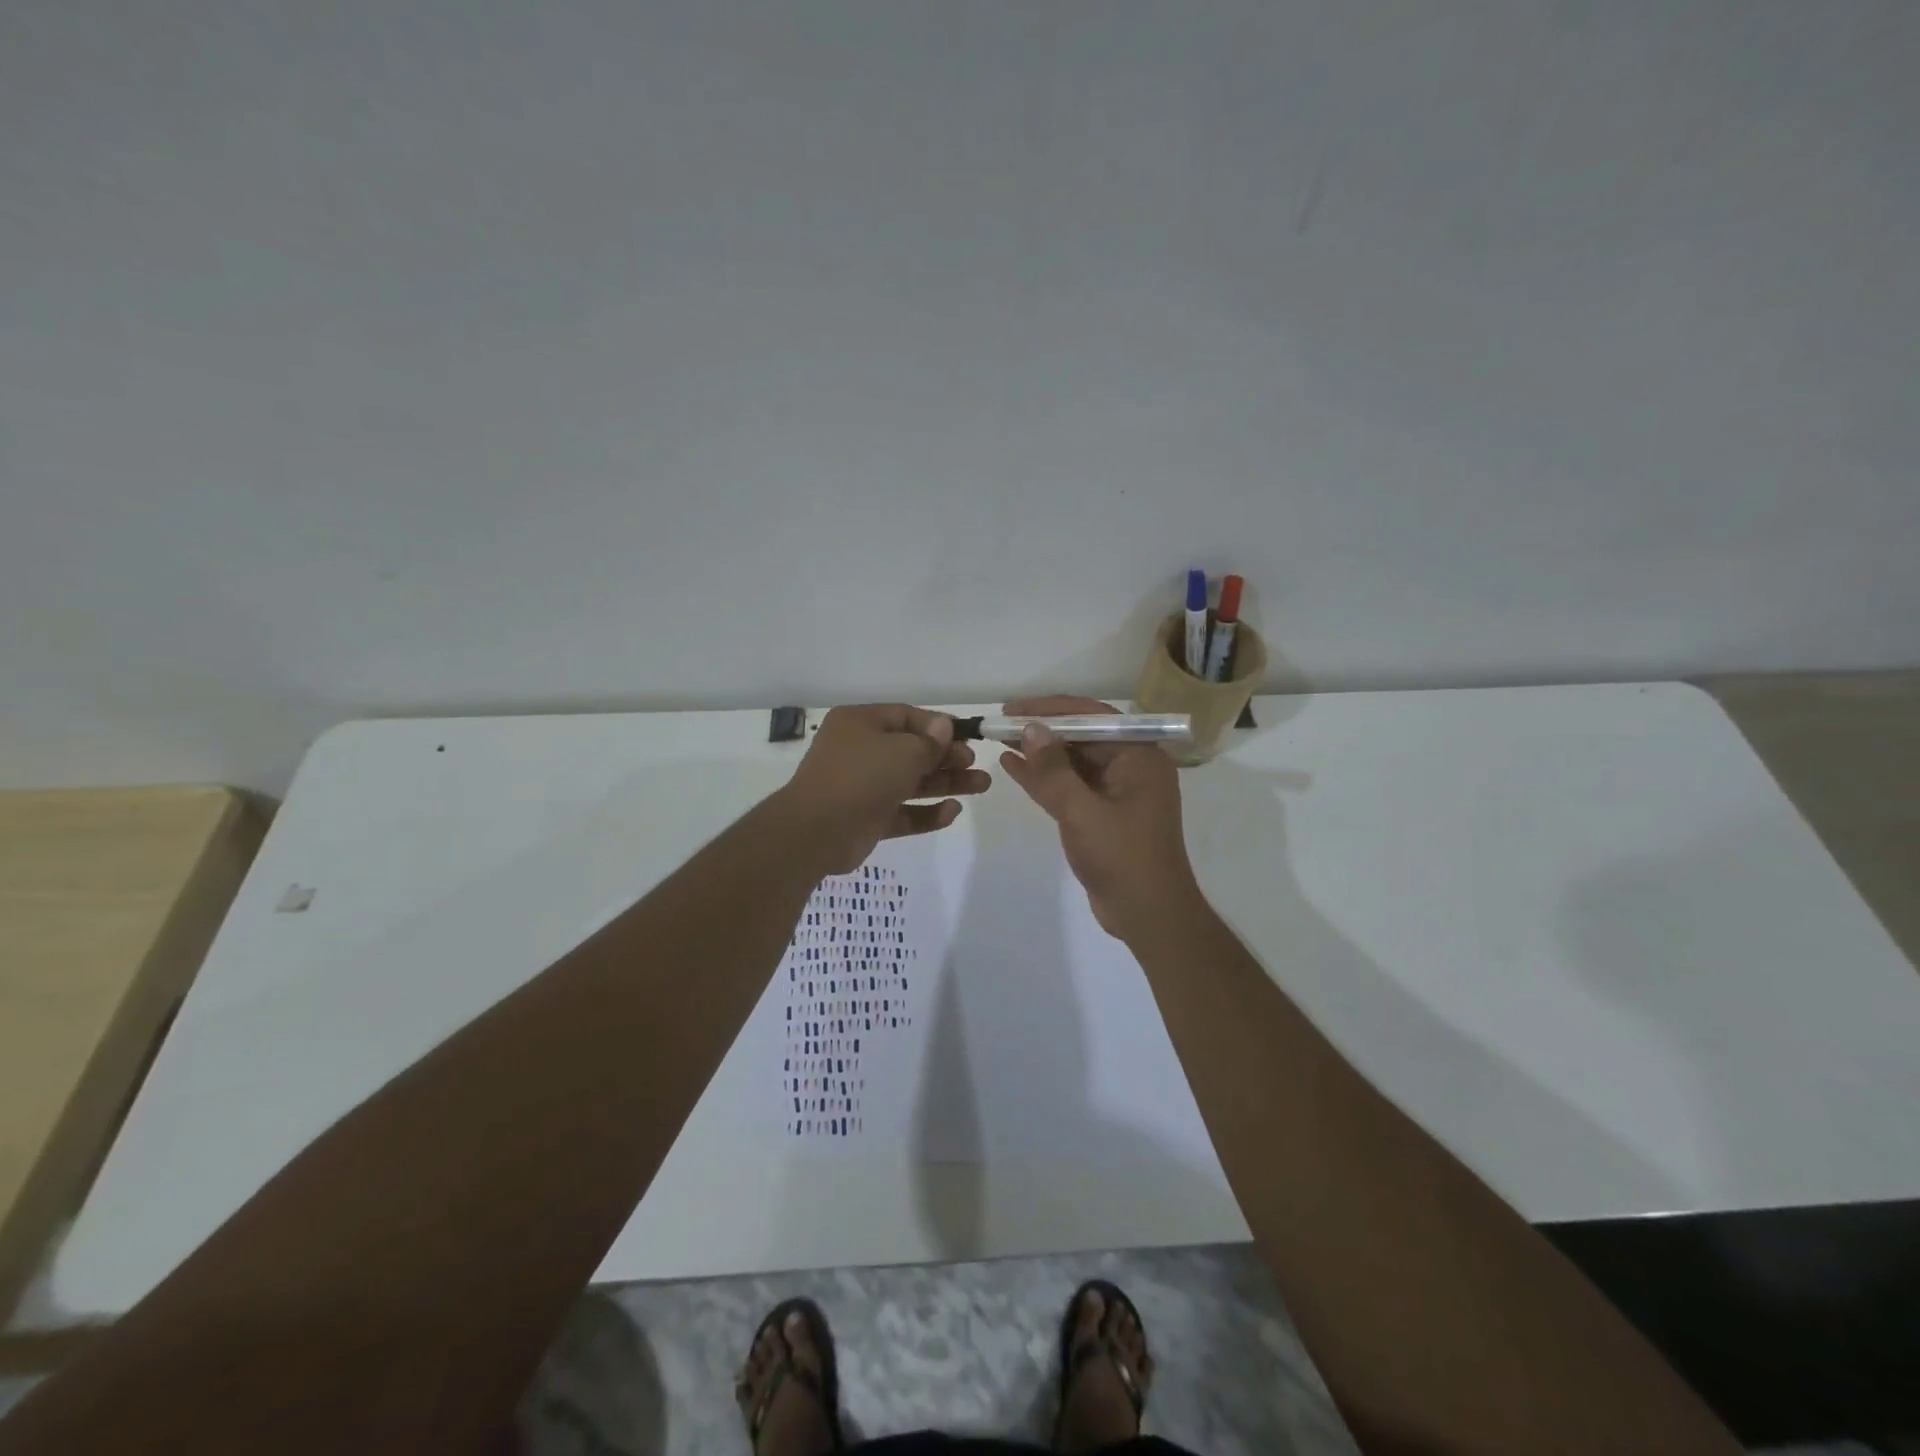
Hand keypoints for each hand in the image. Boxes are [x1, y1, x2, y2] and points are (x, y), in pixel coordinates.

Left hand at [778, 705, 990, 874]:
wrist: (817, 831)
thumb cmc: (862, 777)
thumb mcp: (904, 751)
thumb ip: (929, 742)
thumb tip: (944, 727)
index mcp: (861, 723)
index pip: (906, 717)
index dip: (938, 727)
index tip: (967, 738)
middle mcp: (860, 751)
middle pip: (911, 751)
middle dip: (947, 758)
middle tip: (975, 764)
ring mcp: (862, 786)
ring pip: (911, 782)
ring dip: (945, 784)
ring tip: (982, 786)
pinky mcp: (867, 818)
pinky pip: (902, 812)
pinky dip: (926, 812)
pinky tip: (953, 812)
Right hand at [997, 696, 1202, 941]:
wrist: (1148, 916)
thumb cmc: (1123, 858)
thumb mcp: (1083, 812)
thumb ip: (1054, 771)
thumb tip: (1030, 729)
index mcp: (1139, 756)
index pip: (1092, 717)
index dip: (1051, 709)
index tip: (1014, 709)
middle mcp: (1130, 767)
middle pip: (1081, 737)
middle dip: (1042, 730)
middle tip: (1001, 724)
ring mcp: (1116, 792)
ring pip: (1072, 762)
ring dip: (1038, 753)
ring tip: (1000, 740)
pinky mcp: (1101, 814)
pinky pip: (1069, 786)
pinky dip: (1043, 778)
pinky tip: (1012, 766)